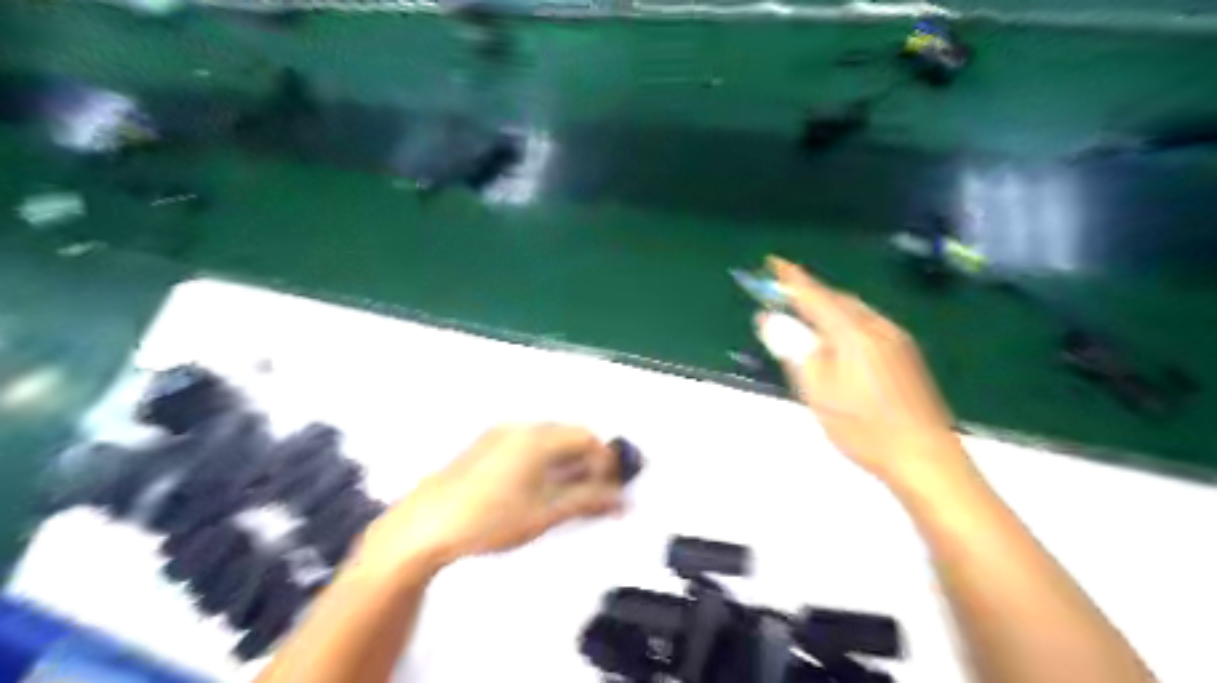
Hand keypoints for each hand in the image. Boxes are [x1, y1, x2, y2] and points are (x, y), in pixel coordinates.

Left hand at [354, 421, 621, 576]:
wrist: (425, 527)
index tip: (612, 490)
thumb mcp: (545, 514)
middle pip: (570, 438)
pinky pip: (529, 449)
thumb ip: (588, 502)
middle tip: (597, 497)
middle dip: (589, 466)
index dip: (607, 463)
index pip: (588, 439)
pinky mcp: (487, 449)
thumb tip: (619, 500)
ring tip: (571, 499)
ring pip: (550, 444)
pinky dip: (545, 466)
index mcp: (538, 438)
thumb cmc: (486, 520)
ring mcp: (501, 437)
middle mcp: (521, 429)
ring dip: (568, 466)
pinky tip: (541, 493)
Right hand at [757, 255, 977, 489]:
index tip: (773, 262)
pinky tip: (839, 338)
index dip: (791, 279)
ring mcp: (896, 339)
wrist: (925, 456)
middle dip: (809, 292)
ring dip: (827, 306)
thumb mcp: (817, 390)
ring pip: (854, 311)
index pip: (815, 296)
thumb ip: (794, 350)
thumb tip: (769, 318)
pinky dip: (845, 320)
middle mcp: (877, 327)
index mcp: (853, 333)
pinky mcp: (906, 354)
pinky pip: (867, 323)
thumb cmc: (864, 427)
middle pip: (837, 299)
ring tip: (806, 315)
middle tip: (783, 294)